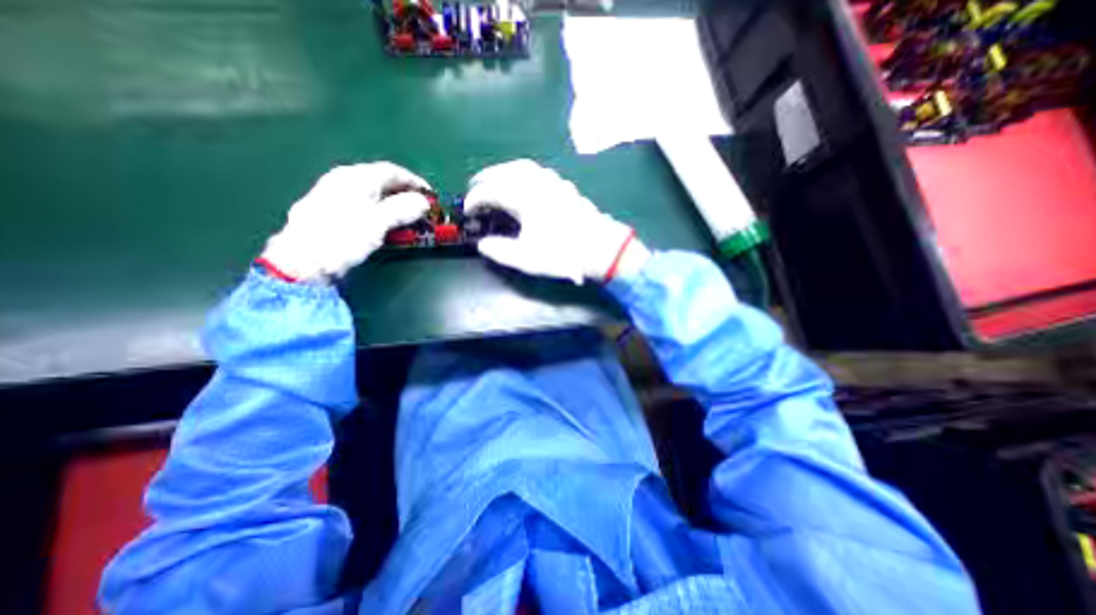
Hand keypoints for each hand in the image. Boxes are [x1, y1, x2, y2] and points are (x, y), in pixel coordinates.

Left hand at [261, 162, 431, 280]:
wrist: (303, 261)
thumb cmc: (342, 238)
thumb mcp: (377, 223)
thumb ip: (402, 209)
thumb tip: (423, 202)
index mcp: (355, 177)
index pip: (392, 171)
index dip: (414, 181)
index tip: (431, 196)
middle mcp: (343, 179)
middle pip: (381, 180)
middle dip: (404, 193)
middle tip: (421, 208)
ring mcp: (334, 194)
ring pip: (371, 193)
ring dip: (393, 203)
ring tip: (407, 217)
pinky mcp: (330, 210)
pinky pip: (362, 203)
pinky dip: (379, 210)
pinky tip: (383, 222)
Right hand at [463, 159, 649, 282]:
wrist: (600, 248)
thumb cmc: (563, 253)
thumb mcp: (527, 258)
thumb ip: (500, 251)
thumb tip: (483, 244)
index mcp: (524, 198)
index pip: (491, 191)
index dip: (475, 199)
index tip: (467, 210)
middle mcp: (537, 183)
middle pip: (505, 172)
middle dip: (486, 178)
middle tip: (473, 187)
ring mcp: (553, 183)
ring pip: (523, 167)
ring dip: (504, 170)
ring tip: (495, 180)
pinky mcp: (565, 187)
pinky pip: (538, 171)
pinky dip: (523, 172)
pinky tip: (524, 182)